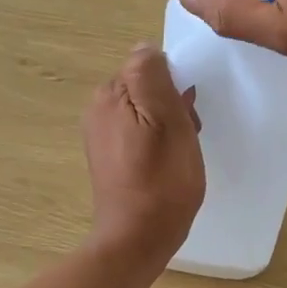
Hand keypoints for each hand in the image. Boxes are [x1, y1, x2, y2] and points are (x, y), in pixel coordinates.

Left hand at [82, 44, 204, 273]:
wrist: (137, 239)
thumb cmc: (161, 181)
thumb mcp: (167, 121)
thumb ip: (153, 77)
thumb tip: (146, 47)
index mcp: (110, 94)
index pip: (150, 66)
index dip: (176, 86)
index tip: (188, 114)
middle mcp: (98, 108)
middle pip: (147, 87)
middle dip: (172, 105)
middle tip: (188, 136)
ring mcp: (101, 134)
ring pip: (146, 110)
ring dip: (168, 124)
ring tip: (180, 153)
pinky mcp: (108, 156)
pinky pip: (139, 132)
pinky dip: (157, 141)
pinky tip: (167, 164)